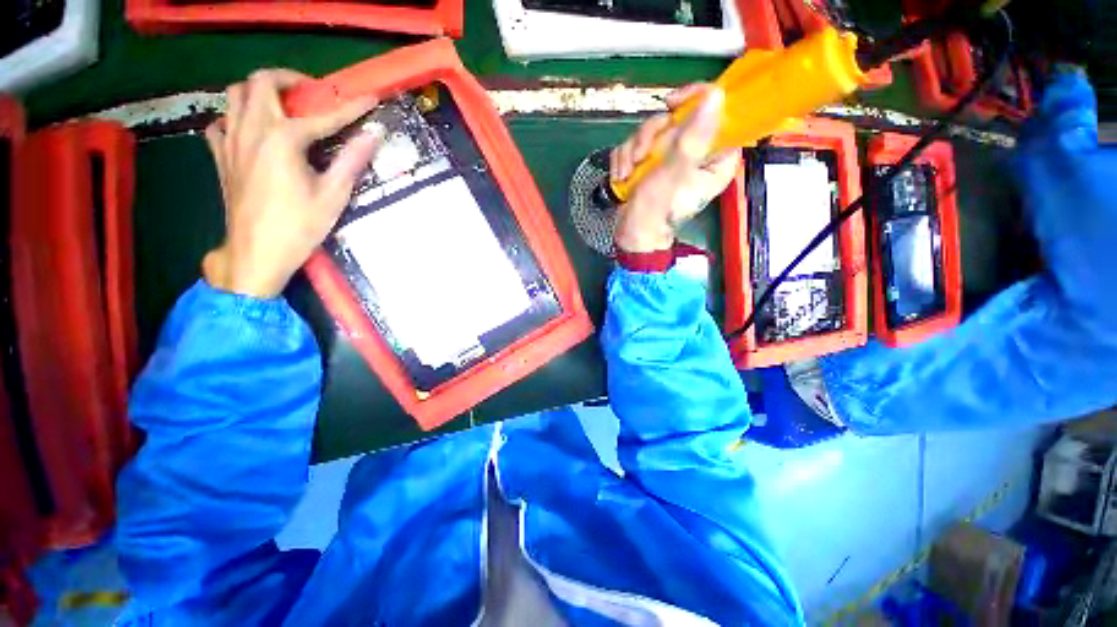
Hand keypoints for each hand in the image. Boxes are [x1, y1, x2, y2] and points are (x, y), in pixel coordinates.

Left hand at [203, 69, 380, 298]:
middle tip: (310, 92)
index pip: (324, 115)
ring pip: (235, 94)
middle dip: (289, 79)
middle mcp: (252, 130)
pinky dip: (236, 117)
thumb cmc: (299, 226)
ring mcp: (231, 141)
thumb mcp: (333, 196)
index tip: (369, 98)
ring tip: (282, 106)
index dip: (351, 107)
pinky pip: (221, 122)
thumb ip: (352, 160)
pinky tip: (252, 131)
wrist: (257, 253)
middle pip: (261, 82)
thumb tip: (373, 135)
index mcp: (283, 139)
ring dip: (259, 91)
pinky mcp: (221, 156)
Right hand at [610, 84, 739, 252]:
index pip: (719, 114)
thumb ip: (694, 137)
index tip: (672, 104)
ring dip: (634, 150)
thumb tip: (716, 97)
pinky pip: (637, 144)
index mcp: (716, 158)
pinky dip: (626, 159)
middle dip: (652, 136)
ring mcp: (671, 158)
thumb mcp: (675, 173)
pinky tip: (622, 177)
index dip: (696, 101)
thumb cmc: (657, 211)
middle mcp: (696, 154)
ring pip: (653, 130)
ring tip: (627, 174)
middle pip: (678, 119)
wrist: (631, 235)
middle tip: (641, 156)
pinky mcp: (651, 163)